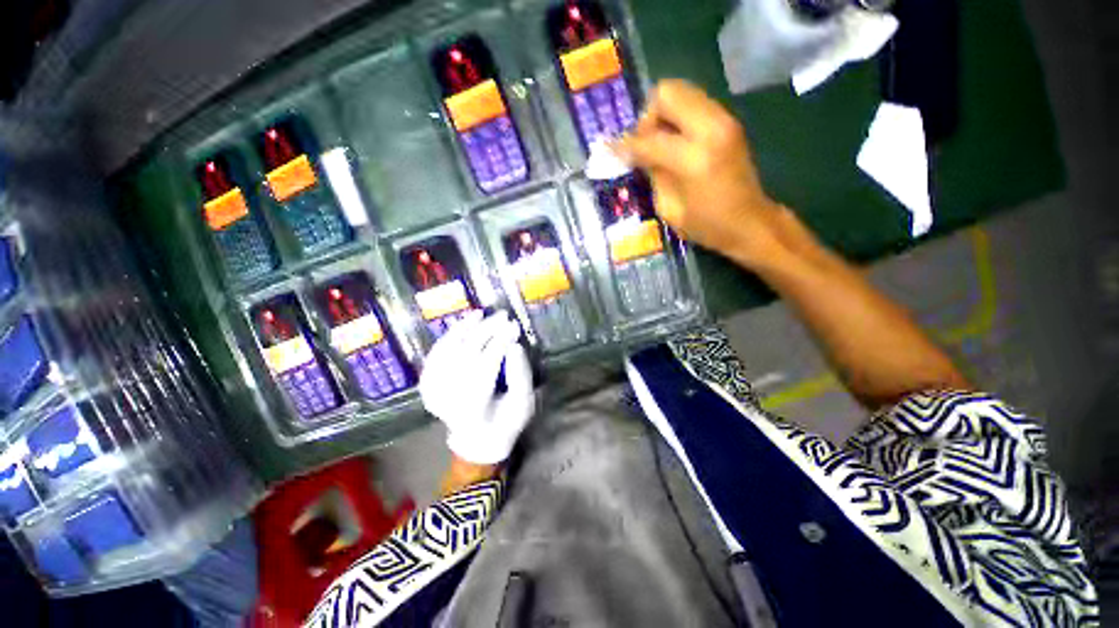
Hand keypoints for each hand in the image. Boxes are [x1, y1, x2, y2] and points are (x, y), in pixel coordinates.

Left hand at [419, 311, 534, 464]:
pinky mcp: (428, 386)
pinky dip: (447, 338)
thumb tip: (514, 346)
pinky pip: (435, 356)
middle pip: (465, 354)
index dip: (500, 342)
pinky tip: (461, 326)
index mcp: (474, 407)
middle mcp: (448, 399)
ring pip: (445, 352)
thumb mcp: (523, 404)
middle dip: (485, 330)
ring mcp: (434, 392)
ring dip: (463, 329)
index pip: (486, 366)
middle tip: (503, 315)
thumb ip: (521, 376)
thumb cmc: (505, 423)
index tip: (515, 326)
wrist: (477, 441)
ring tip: (480, 314)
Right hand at [614, 80, 787, 268]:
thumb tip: (637, 154)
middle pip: (667, 93)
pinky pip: (694, 104)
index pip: (648, 140)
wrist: (750, 222)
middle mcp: (711, 128)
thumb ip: (653, 173)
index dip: (625, 145)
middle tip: (645, 144)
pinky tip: (676, 143)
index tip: (610, 149)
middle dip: (648, 117)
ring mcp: (724, 120)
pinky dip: (678, 117)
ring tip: (660, 144)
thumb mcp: (669, 208)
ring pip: (682, 92)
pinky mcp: (729, 121)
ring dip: (663, 115)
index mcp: (693, 158)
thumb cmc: (707, 225)